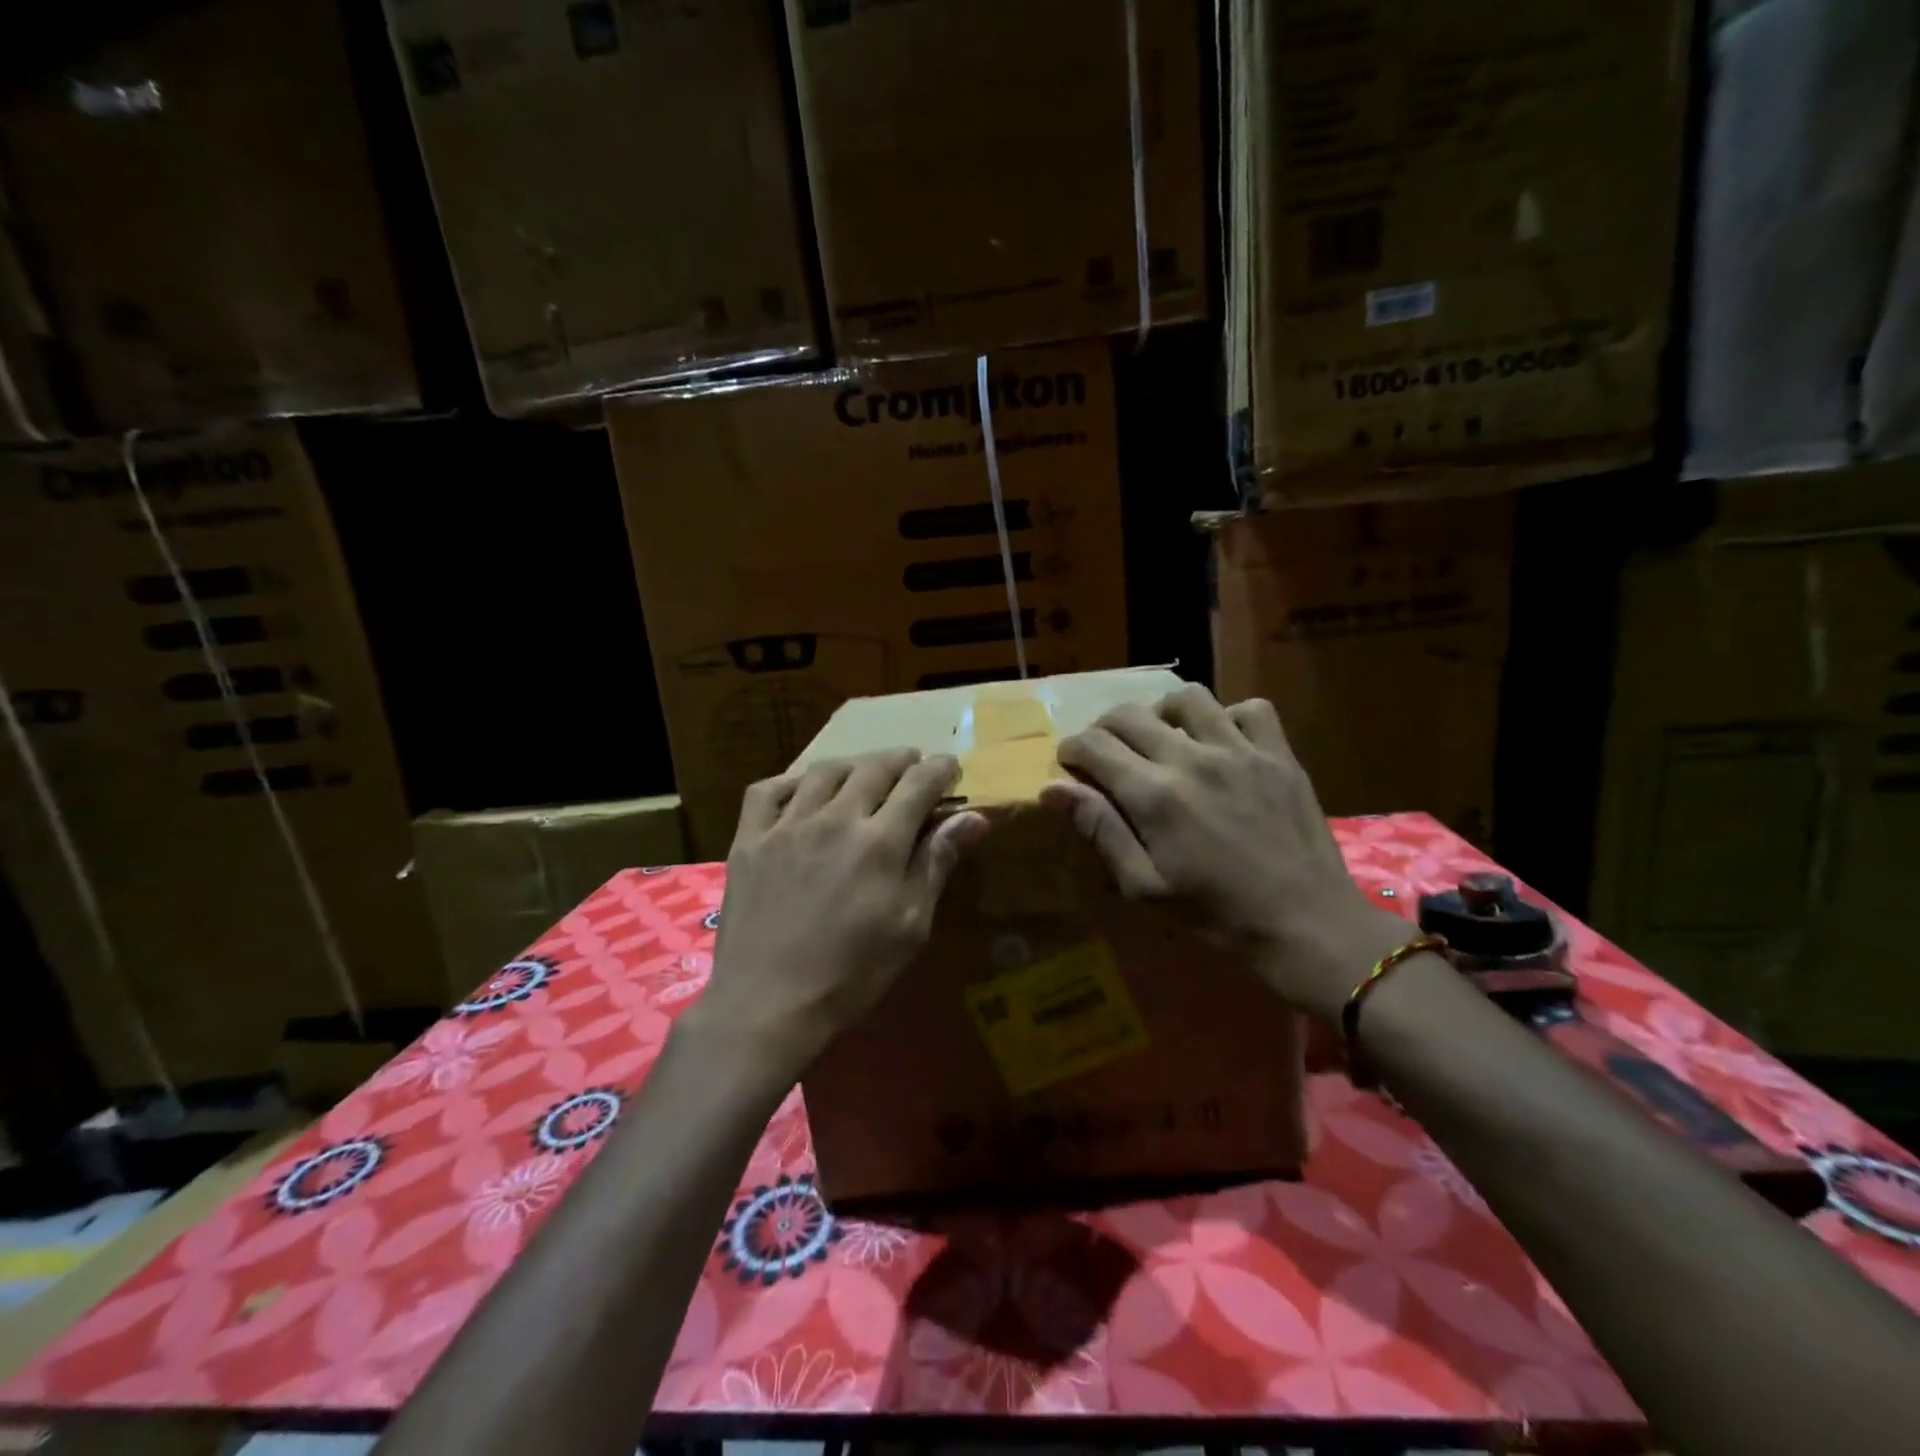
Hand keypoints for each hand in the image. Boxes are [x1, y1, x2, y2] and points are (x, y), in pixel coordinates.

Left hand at [687, 750, 989, 1073]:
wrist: (767, 1005)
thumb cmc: (852, 974)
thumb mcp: (910, 925)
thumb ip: (937, 863)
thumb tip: (974, 817)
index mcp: (880, 840)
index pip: (919, 783)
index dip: (940, 769)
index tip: (950, 768)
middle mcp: (835, 818)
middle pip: (874, 768)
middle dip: (902, 760)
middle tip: (913, 765)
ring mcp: (786, 825)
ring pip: (824, 771)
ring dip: (853, 764)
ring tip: (864, 773)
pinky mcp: (749, 839)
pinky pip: (768, 790)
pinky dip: (791, 781)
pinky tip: (802, 791)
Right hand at [1039, 683, 1408, 1020]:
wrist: (1306, 925)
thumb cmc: (1216, 915)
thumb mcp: (1145, 888)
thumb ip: (1101, 831)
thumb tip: (1053, 789)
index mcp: (1154, 795)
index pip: (1094, 744)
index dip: (1072, 749)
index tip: (1071, 763)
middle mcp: (1192, 759)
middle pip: (1129, 714)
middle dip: (1104, 728)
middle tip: (1107, 753)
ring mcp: (1240, 751)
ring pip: (1187, 697)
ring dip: (1162, 712)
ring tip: (1163, 737)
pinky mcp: (1279, 754)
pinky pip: (1250, 709)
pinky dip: (1228, 718)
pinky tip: (1222, 743)